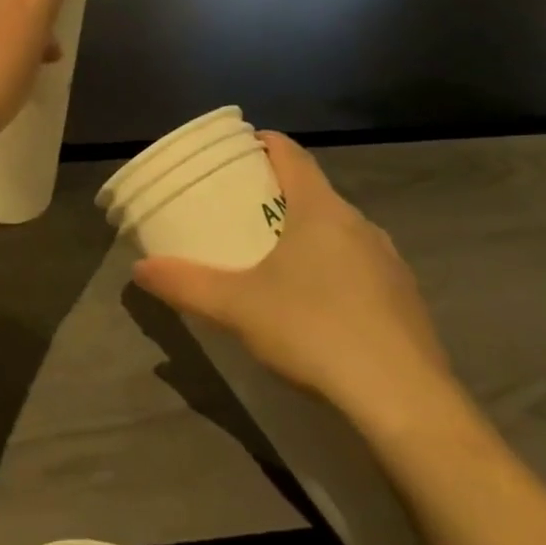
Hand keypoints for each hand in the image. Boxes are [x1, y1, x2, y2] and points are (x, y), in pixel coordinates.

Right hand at [132, 133, 462, 440]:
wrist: (404, 400)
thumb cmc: (314, 331)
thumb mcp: (237, 308)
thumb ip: (185, 285)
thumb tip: (140, 269)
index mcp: (321, 210)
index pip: (292, 155)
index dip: (265, 143)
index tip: (241, 148)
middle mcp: (360, 224)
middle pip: (315, 191)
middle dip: (279, 194)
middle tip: (242, 209)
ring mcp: (389, 262)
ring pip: (340, 231)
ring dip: (308, 233)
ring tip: (275, 257)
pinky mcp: (406, 299)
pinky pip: (361, 266)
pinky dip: (334, 268)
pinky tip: (318, 305)